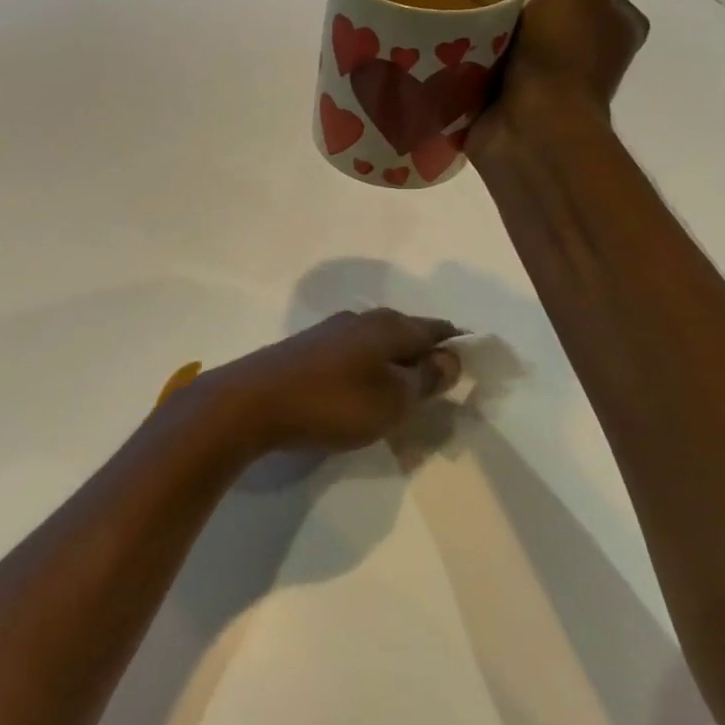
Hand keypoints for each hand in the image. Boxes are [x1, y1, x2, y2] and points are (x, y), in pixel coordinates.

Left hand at [182, 309, 461, 459]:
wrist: (251, 403)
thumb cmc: (332, 402)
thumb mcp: (392, 398)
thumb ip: (425, 377)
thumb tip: (451, 355)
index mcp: (387, 325)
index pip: (436, 329)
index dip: (457, 347)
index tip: (474, 369)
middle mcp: (359, 320)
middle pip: (405, 337)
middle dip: (425, 362)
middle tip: (441, 395)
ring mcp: (328, 334)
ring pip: (376, 350)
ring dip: (393, 372)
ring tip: (404, 404)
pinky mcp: (305, 353)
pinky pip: (351, 362)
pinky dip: (366, 378)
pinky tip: (362, 400)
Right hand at [466, 0, 648, 162]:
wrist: (532, 129)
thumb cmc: (562, 55)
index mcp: (616, 24)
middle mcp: (588, 53)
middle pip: (536, 13)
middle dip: (505, 9)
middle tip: (475, 9)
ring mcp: (549, 84)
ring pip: (505, 44)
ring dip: (480, 39)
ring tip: (454, 35)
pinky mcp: (511, 106)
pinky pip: (482, 74)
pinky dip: (465, 68)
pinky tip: (448, 60)